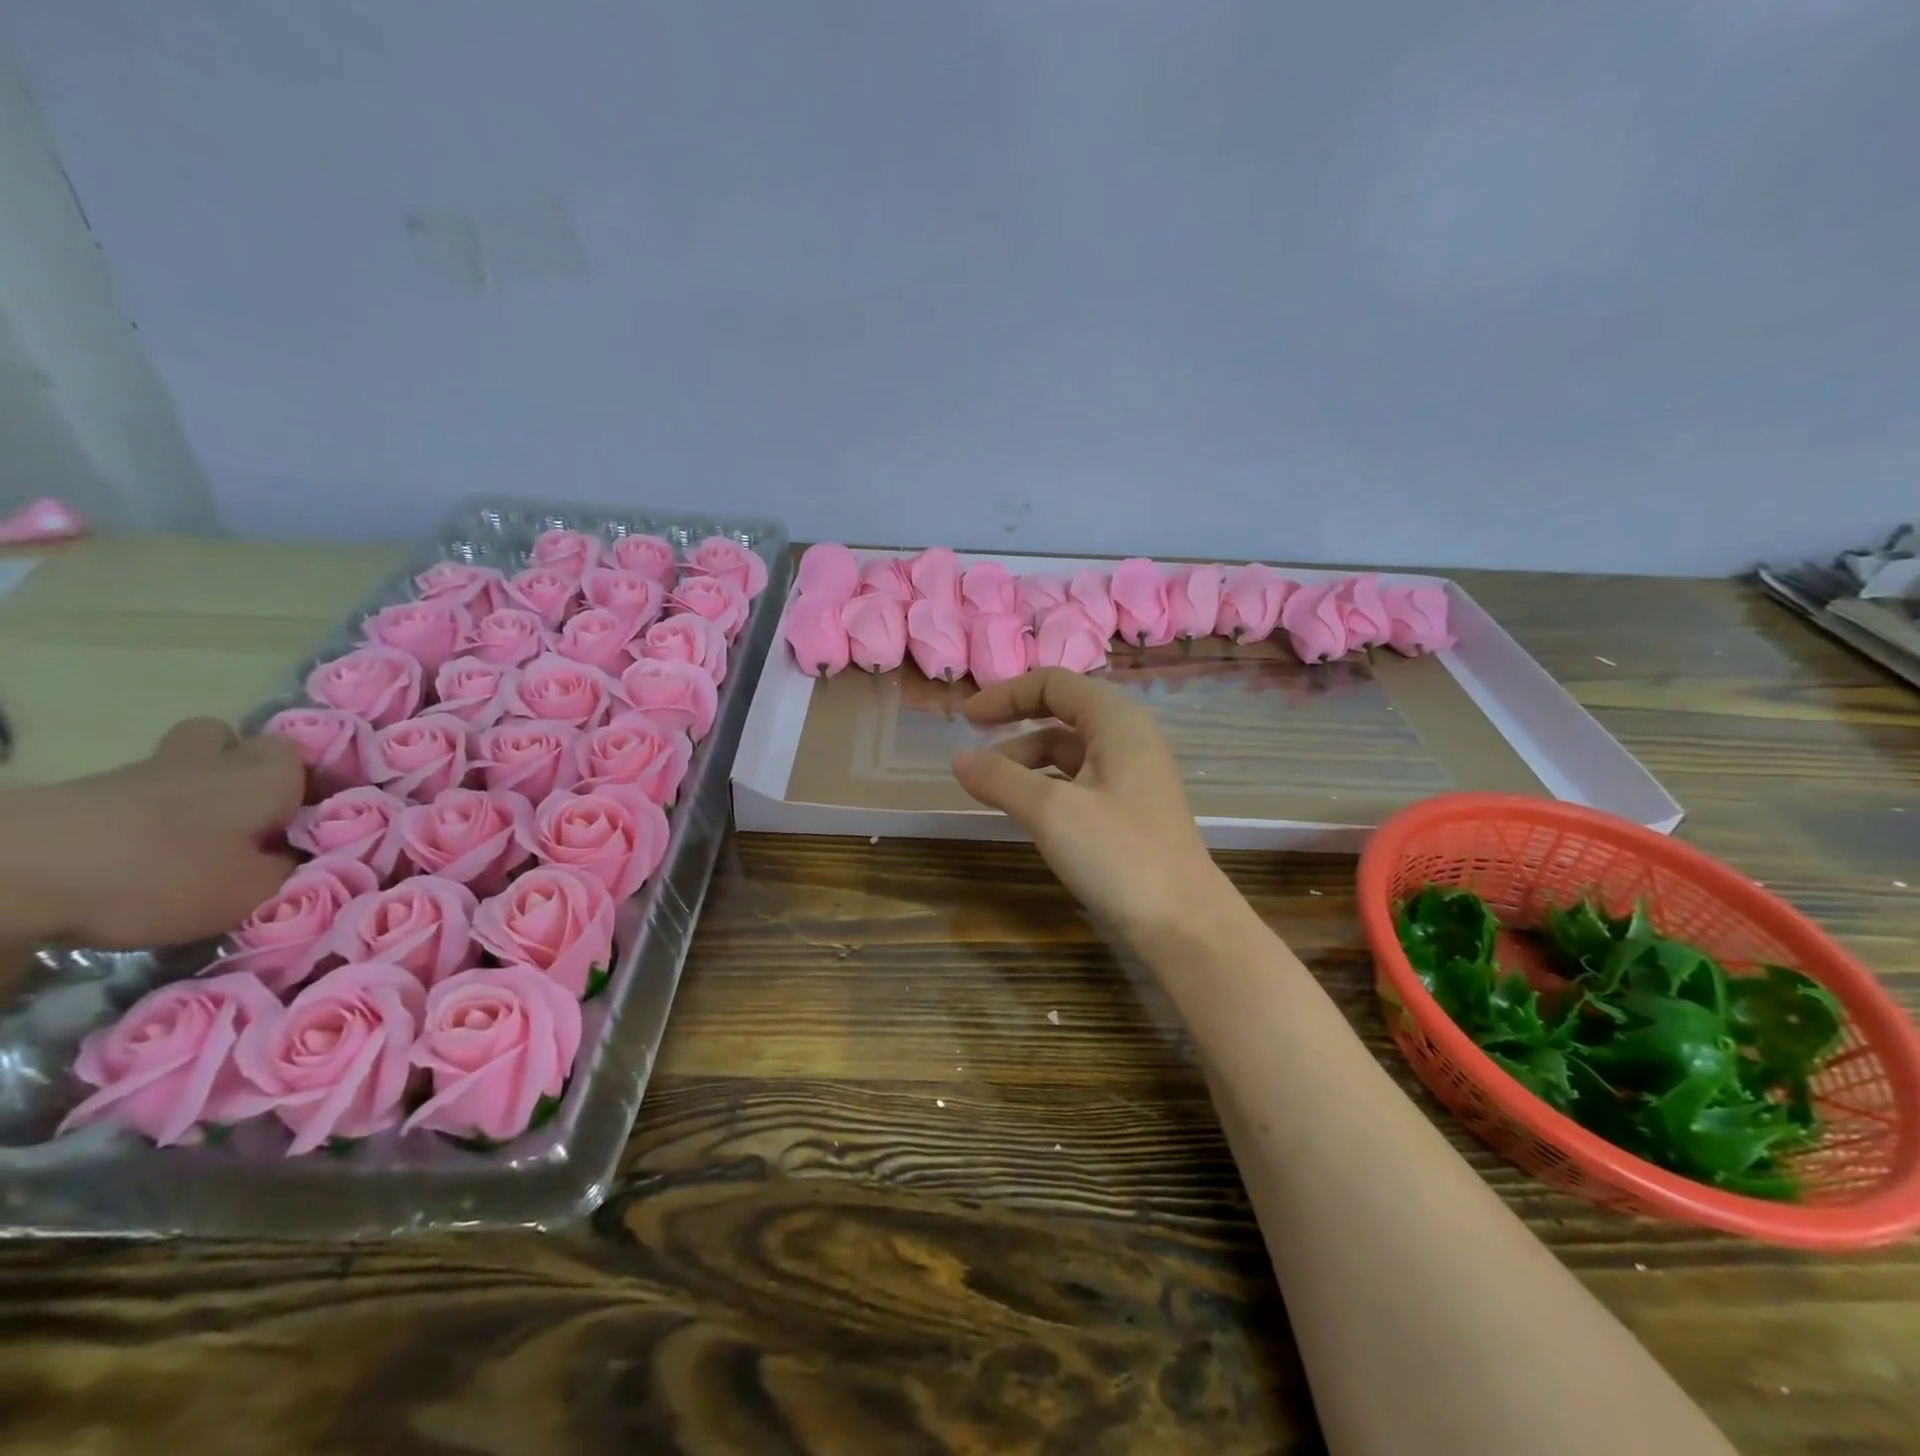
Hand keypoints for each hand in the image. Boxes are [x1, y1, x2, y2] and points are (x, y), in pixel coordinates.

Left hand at [0, 718, 304, 951]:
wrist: (17, 872)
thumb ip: (291, 871)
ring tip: (197, 845)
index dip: (309, 780)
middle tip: (250, 811)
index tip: (311, 817)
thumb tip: (304, 861)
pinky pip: (132, 799)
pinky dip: (143, 821)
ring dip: (190, 796)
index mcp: (264, 774)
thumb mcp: (253, 891)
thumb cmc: (167, 872)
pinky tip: (143, 859)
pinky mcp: (82, 797)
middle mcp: (210, 761)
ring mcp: (139, 774)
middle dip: (238, 766)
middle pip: (225, 740)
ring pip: (177, 768)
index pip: (301, 754)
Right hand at [951, 669, 1237, 956]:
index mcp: (1116, 721)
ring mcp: (1132, 776)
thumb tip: (958, 758)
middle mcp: (1128, 738)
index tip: (966, 718)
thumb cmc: (1119, 854)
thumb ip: (1000, 778)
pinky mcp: (1130, 811)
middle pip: (1061, 714)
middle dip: (1014, 727)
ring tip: (989, 789)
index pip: (1054, 684)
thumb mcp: (1050, 810)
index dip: (1007, 695)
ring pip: (1069, 753)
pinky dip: (1046, 787)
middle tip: (974, 752)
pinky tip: (1025, 812)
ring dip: (1027, 762)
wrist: (1184, 924)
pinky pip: (1079, 782)